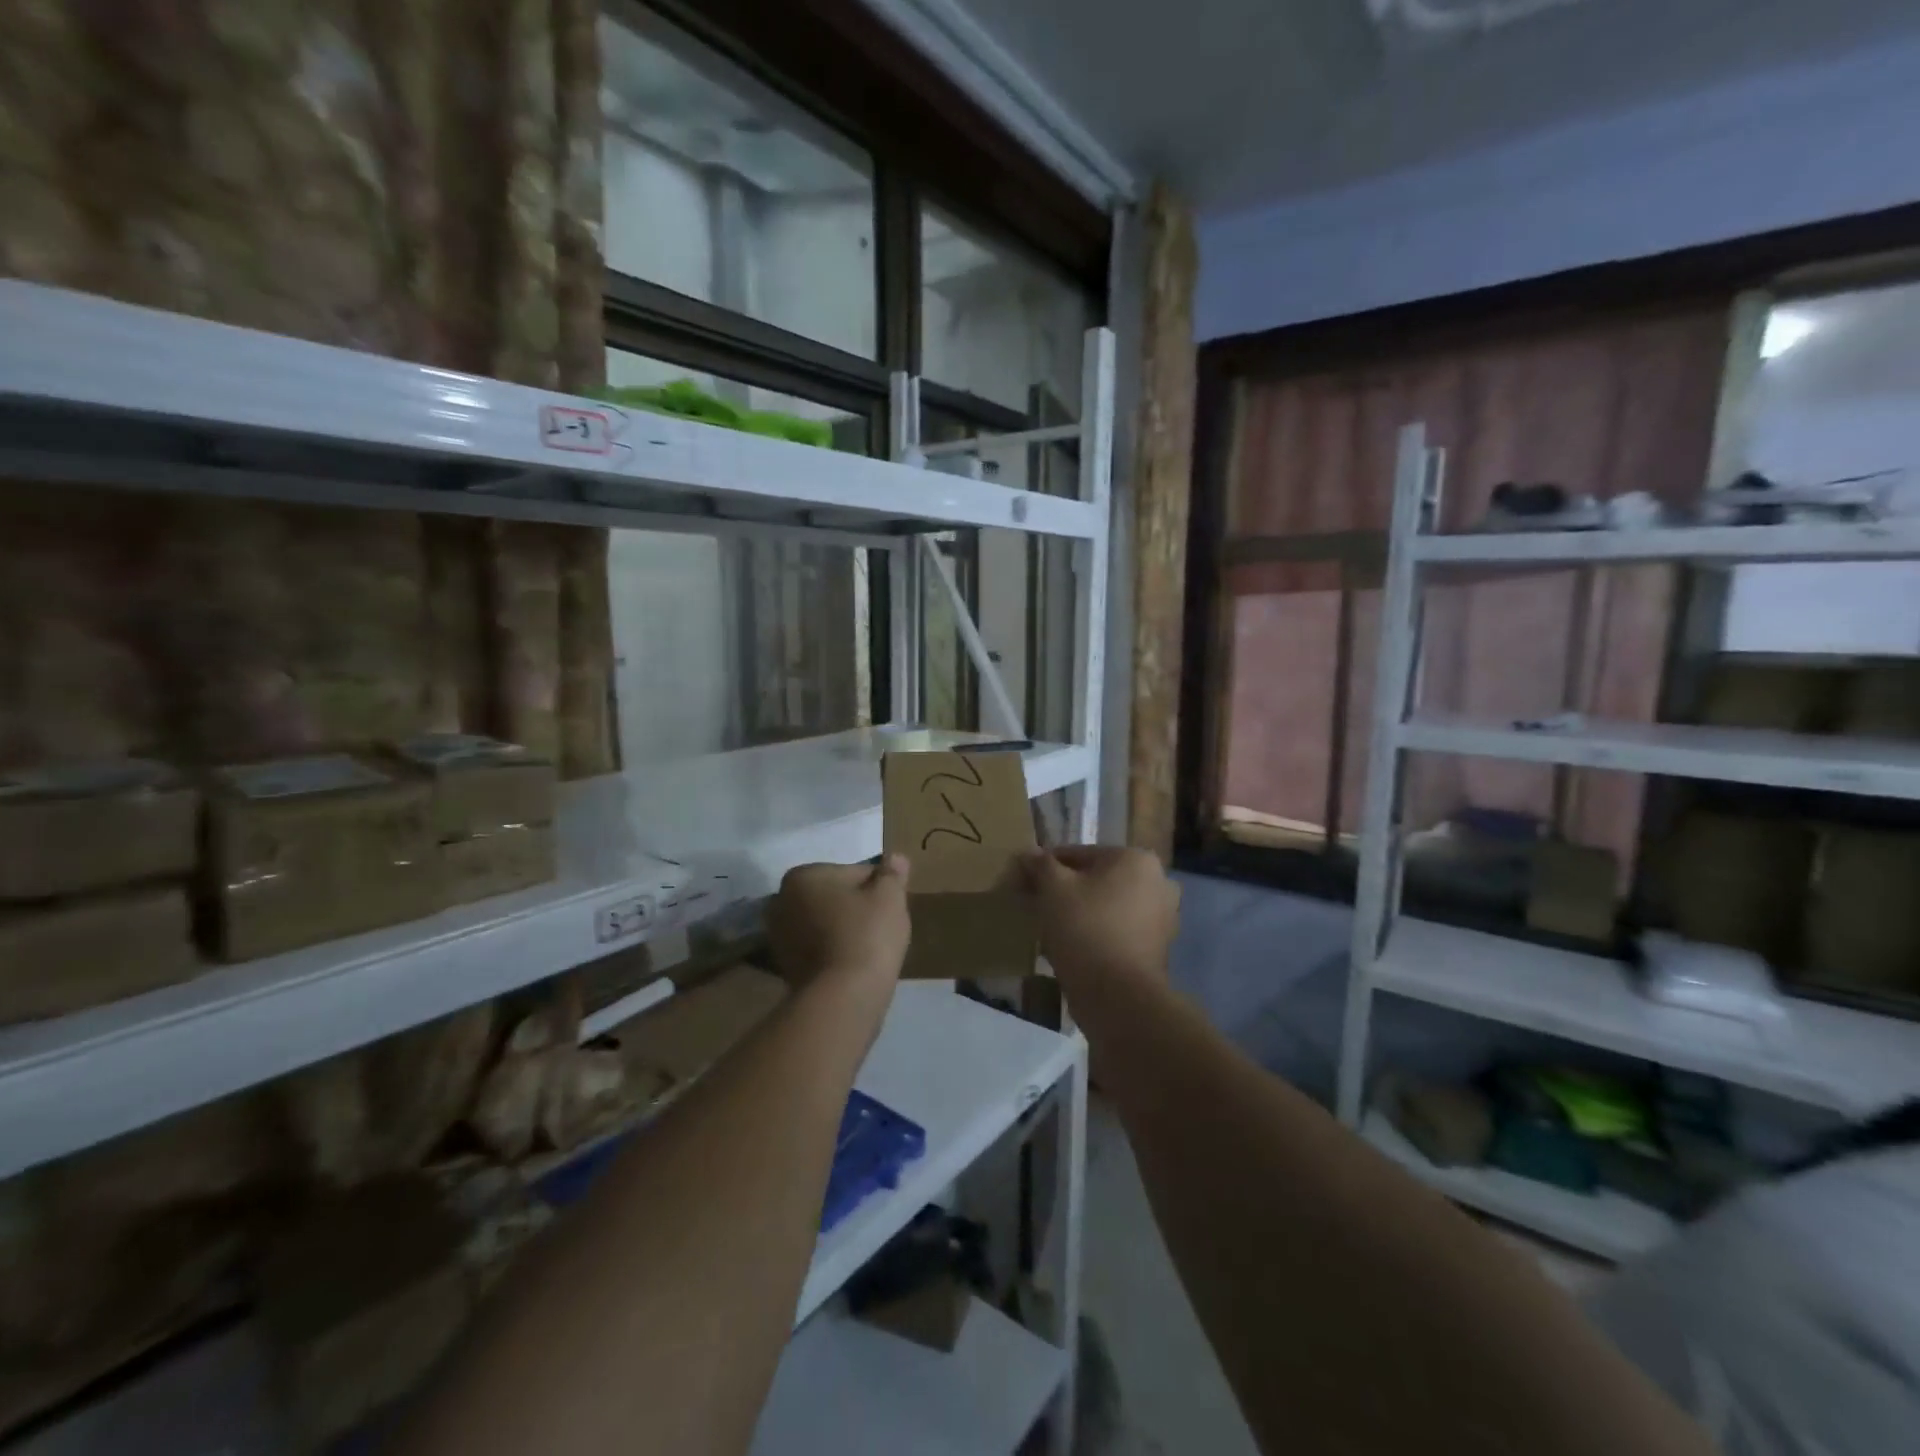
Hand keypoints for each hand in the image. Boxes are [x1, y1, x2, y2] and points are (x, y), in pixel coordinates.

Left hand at [768, 856, 911, 991]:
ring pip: (824, 923)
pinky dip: (833, 952)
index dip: (878, 887)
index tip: (890, 907)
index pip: (853, 872)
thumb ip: (892, 873)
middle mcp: (781, 901)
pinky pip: (817, 949)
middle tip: (881, 927)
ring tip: (869, 949)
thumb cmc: (866, 935)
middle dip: (855, 907)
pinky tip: (853, 965)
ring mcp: (779, 937)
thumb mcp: (890, 897)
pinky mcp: (784, 967)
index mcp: (802, 876)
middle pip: (834, 897)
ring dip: (842, 929)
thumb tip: (896, 857)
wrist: (842, 997)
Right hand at [1018, 847, 1178, 996]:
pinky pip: (1116, 931)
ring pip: (1106, 906)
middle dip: (1064, 892)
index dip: (1044, 868)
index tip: (1022, 884)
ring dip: (1078, 913)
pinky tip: (1070, 950)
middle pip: (1095, 880)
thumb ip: (1040, 865)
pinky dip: (1095, 934)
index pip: (1077, 854)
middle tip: (1034, 907)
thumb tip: (1027, 853)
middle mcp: (1158, 882)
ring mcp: (1162, 917)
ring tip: (1048, 931)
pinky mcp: (1156, 949)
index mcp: (1136, 859)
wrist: (1118, 996)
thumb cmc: (1085, 929)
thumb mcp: (1053, 889)